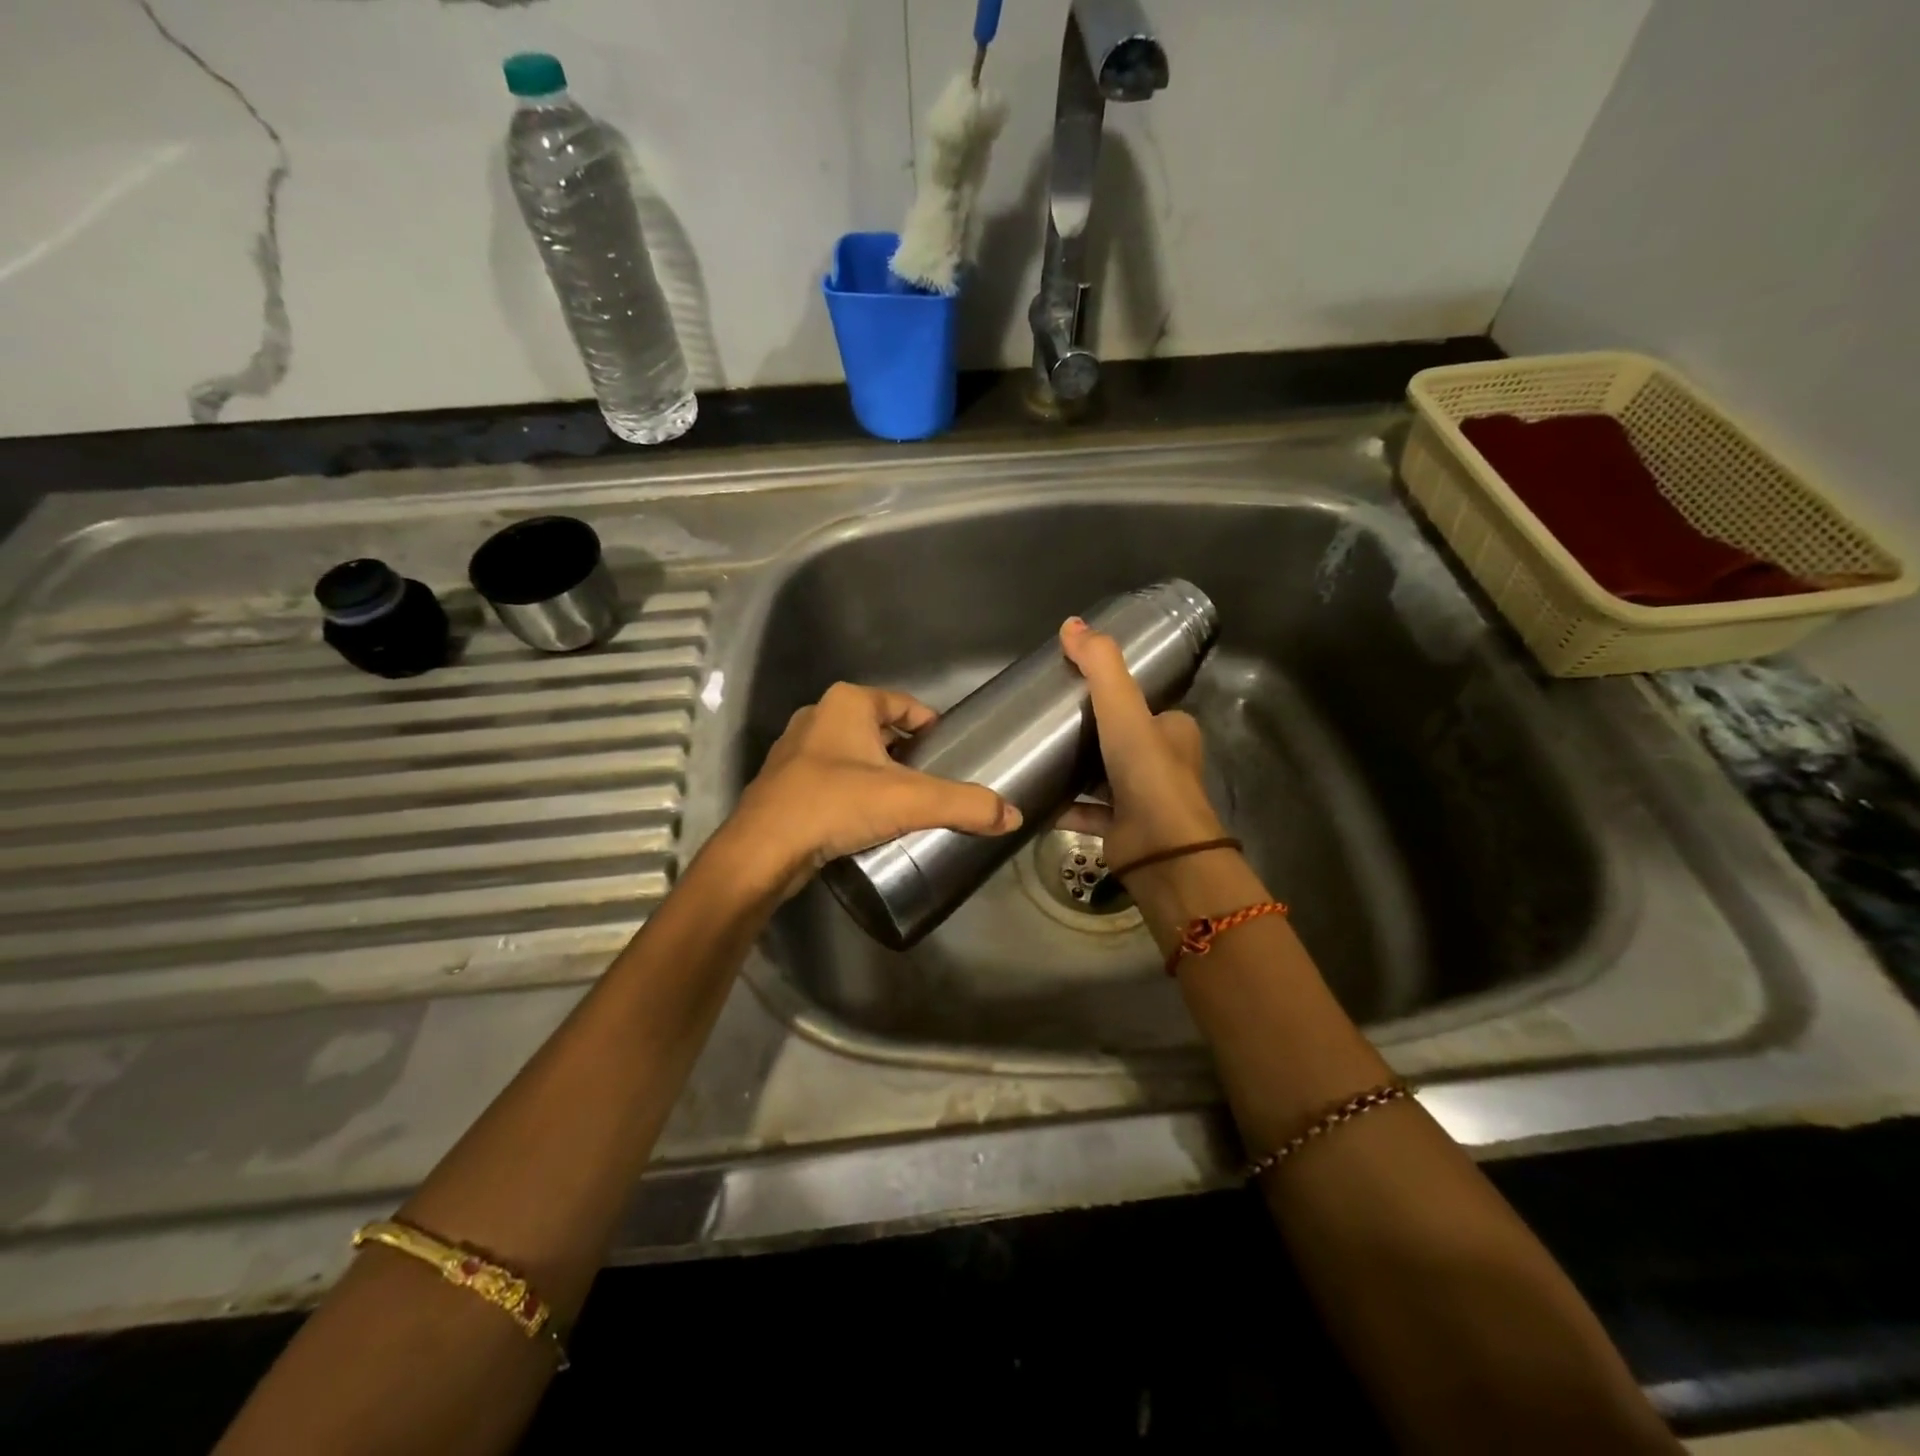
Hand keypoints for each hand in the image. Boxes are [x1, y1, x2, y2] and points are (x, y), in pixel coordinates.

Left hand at [717, 682, 1021, 899]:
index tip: (951, 751)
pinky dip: (852, 790)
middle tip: (933, 782)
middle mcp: (818, 716)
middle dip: (906, 752)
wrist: (763, 850)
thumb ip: (964, 805)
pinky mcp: (783, 781)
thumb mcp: (909, 801)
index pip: (904, 704)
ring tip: (905, 803)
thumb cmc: (835, 805)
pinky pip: (831, 776)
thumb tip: (1013, 816)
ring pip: (853, 753)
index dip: (931, 725)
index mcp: (847, 703)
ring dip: (878, 772)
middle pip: (879, 728)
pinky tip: (866, 817)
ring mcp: (796, 749)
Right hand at [1057, 616, 1225, 871]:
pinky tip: (1038, 797)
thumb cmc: (1147, 772)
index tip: (1074, 691)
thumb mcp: (1123, 709)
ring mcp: (1143, 799)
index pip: (1143, 706)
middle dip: (1089, 734)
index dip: (1113, 697)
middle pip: (1121, 740)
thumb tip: (1070, 623)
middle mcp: (1163, 763)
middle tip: (1049, 723)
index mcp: (1173, 731)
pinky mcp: (1123, 829)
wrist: (1161, 850)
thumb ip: (1099, 666)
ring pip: (1103, 776)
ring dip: (1076, 770)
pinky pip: (1088, 810)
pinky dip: (1066, 805)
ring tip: (1037, 755)